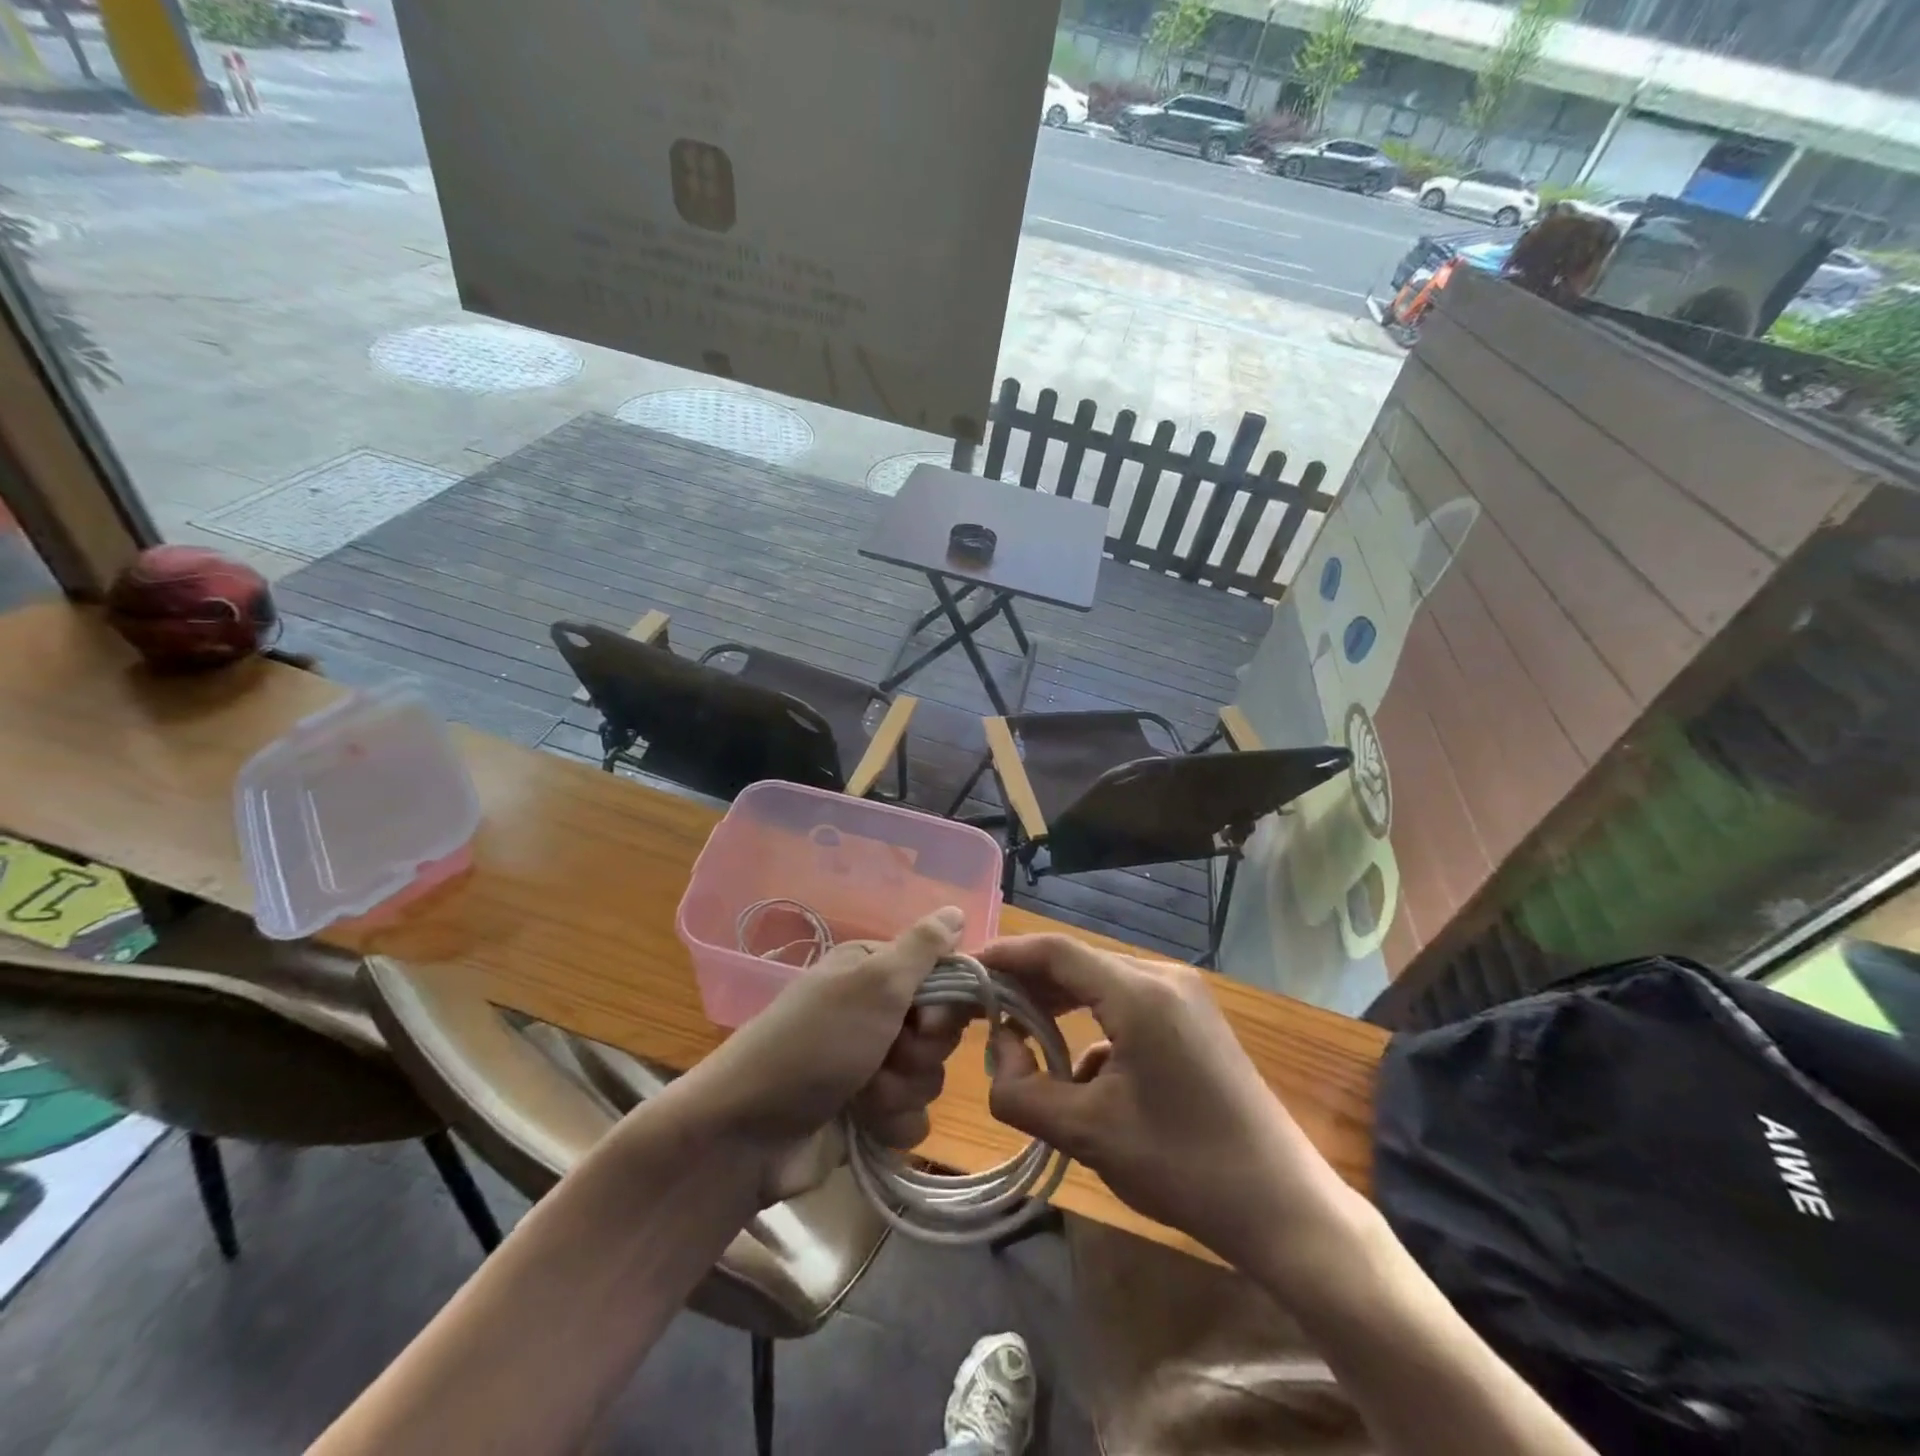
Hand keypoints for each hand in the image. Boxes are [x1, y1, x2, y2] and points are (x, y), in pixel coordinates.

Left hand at [680, 908, 967, 1198]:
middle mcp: (876, 1012)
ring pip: (930, 1077)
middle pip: (940, 1031)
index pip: (943, 976)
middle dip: (919, 1052)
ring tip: (862, 1096)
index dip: (946, 1003)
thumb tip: (956, 910)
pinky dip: (892, 1123)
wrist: (747, 1134)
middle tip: (885, 1054)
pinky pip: (914, 1117)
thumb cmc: (815, 1044)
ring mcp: (872, 1064)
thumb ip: (922, 947)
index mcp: (874, 971)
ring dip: (900, 1090)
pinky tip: (863, 1126)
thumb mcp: (872, 982)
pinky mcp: (870, 1115)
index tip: (927, 1020)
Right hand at [981, 935, 1356, 1269]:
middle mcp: (1163, 978)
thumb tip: (1002, 1052)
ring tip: (1022, 1036)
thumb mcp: (1089, 1134)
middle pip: (1079, 964)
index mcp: (1139, 992)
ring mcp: (1184, 997)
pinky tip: (1081, 1072)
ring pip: (1103, 985)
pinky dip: (1094, 1026)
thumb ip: (1024, 1091)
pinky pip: (1128, 1007)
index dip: (1007, 955)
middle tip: (984, 1010)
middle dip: (1029, 985)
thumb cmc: (1184, 1166)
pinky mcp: (1194, 1021)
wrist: (1284, 1207)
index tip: (966, 968)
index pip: (1056, 951)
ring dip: (1060, 1006)